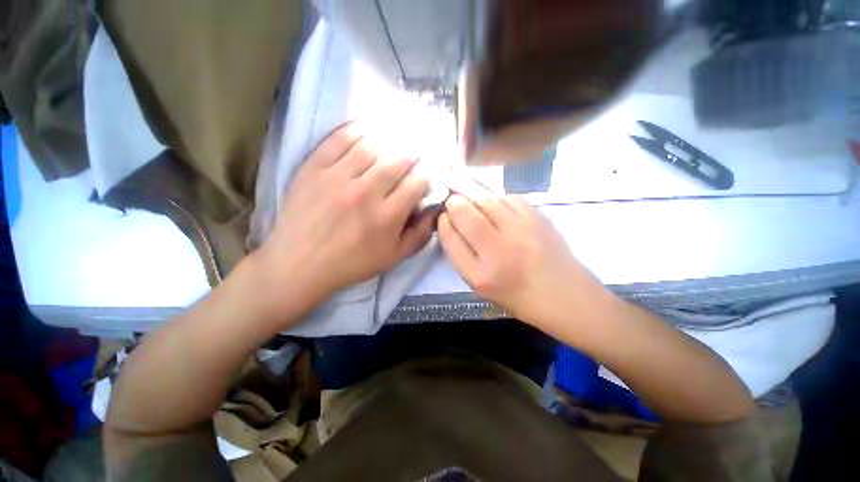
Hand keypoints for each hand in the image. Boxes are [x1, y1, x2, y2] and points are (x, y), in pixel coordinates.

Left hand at [256, 123, 435, 306]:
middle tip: (418, 145)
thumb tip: (435, 210)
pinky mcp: (313, 169)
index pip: (417, 182)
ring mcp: (337, 178)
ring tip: (397, 135)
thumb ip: (420, 235)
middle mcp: (365, 193)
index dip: (427, 172)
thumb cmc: (352, 263)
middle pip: (398, 160)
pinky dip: (356, 129)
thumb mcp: (393, 258)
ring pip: (371, 145)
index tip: (429, 169)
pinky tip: (367, 127)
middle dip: (413, 151)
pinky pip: (338, 140)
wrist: (299, 265)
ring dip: (389, 138)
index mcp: (387, 217)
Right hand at [437, 182, 601, 327]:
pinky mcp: (539, 219)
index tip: (444, 217)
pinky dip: (497, 199)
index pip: (450, 238)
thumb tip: (452, 225)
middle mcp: (498, 252)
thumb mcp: (482, 287)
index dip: (443, 222)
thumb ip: (463, 257)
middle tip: (454, 203)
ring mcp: (521, 232)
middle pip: (465, 214)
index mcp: (480, 275)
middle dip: (454, 203)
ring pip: (486, 201)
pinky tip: (497, 206)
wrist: (566, 296)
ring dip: (474, 198)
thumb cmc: (519, 297)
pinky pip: (509, 198)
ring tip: (473, 202)